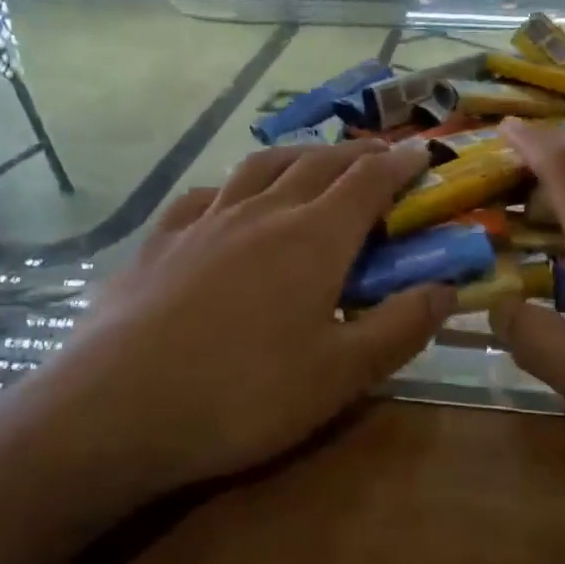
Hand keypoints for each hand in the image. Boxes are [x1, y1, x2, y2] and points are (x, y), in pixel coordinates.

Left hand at [35, 139, 454, 494]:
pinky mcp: (159, 243)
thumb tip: (448, 289)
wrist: (116, 410)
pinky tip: (226, 199)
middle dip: (357, 154)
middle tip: (380, 155)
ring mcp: (205, 222)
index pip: (368, 182)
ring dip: (298, 155)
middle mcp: (263, 213)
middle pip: (319, 164)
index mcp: (314, 238)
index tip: (422, 154)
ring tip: (313, 160)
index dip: (400, 165)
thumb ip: (401, 327)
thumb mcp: (341, 375)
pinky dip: (230, 186)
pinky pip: (202, 196)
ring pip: (260, 167)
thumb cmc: (243, 395)